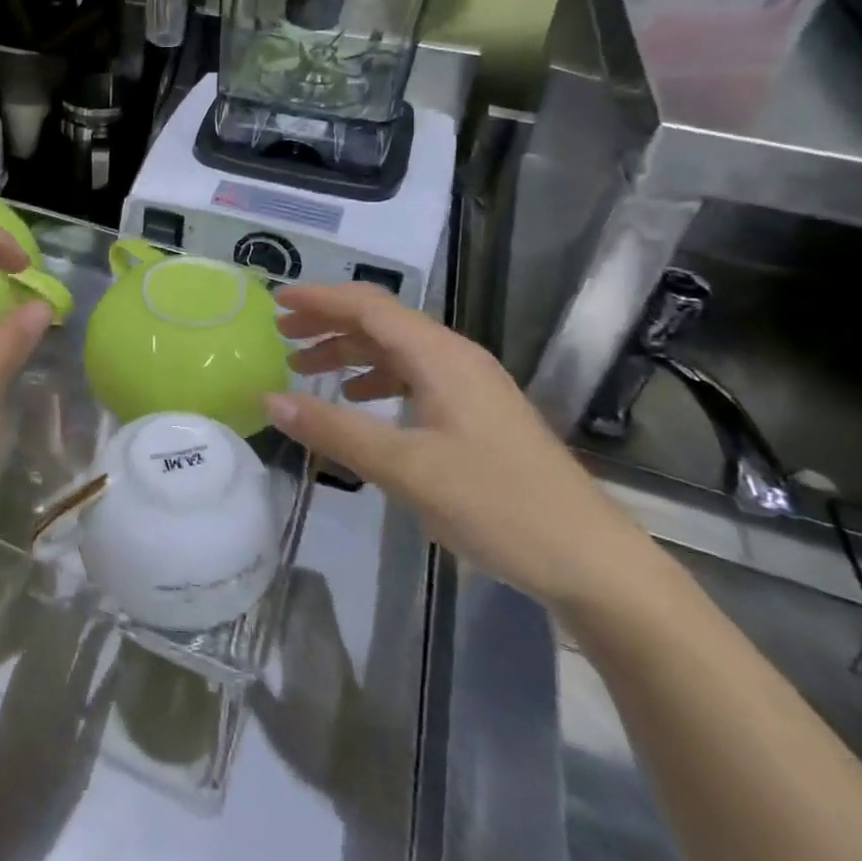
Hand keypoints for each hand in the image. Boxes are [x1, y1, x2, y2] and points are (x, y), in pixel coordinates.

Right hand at [265, 284, 658, 615]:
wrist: (592, 561)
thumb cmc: (497, 505)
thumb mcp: (404, 468)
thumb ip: (334, 430)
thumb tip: (269, 398)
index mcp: (440, 356)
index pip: (368, 306)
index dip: (319, 299)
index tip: (275, 303)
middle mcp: (455, 358)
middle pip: (381, 322)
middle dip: (328, 323)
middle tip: (281, 336)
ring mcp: (470, 385)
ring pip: (397, 350)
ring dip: (349, 353)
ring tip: (305, 368)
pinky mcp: (477, 413)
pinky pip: (414, 377)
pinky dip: (376, 379)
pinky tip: (359, 402)